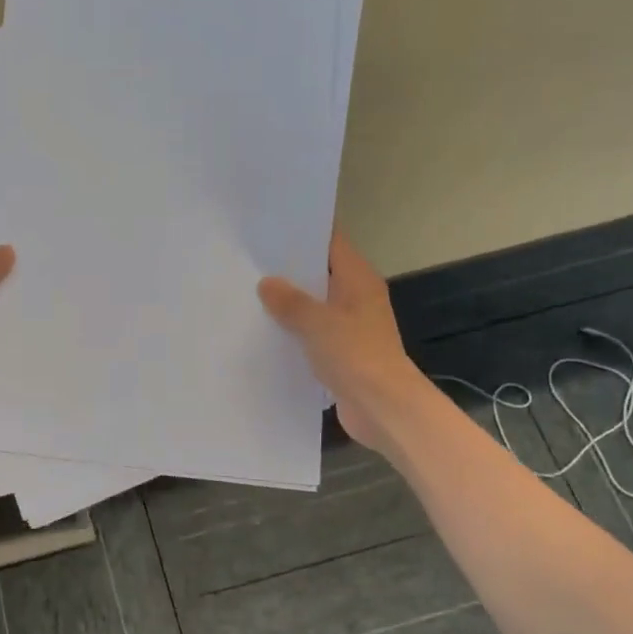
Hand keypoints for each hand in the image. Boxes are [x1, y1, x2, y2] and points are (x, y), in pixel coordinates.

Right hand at [259, 231, 420, 456]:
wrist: (383, 407)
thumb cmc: (356, 355)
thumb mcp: (317, 322)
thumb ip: (290, 301)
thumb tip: (267, 284)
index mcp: (358, 280)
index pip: (332, 243)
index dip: (305, 232)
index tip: (272, 225)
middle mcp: (357, 298)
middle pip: (321, 274)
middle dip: (290, 269)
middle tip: (250, 259)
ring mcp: (350, 327)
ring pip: (315, 306)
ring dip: (289, 303)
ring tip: (249, 293)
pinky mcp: (342, 353)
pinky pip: (313, 333)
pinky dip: (294, 331)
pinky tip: (265, 331)